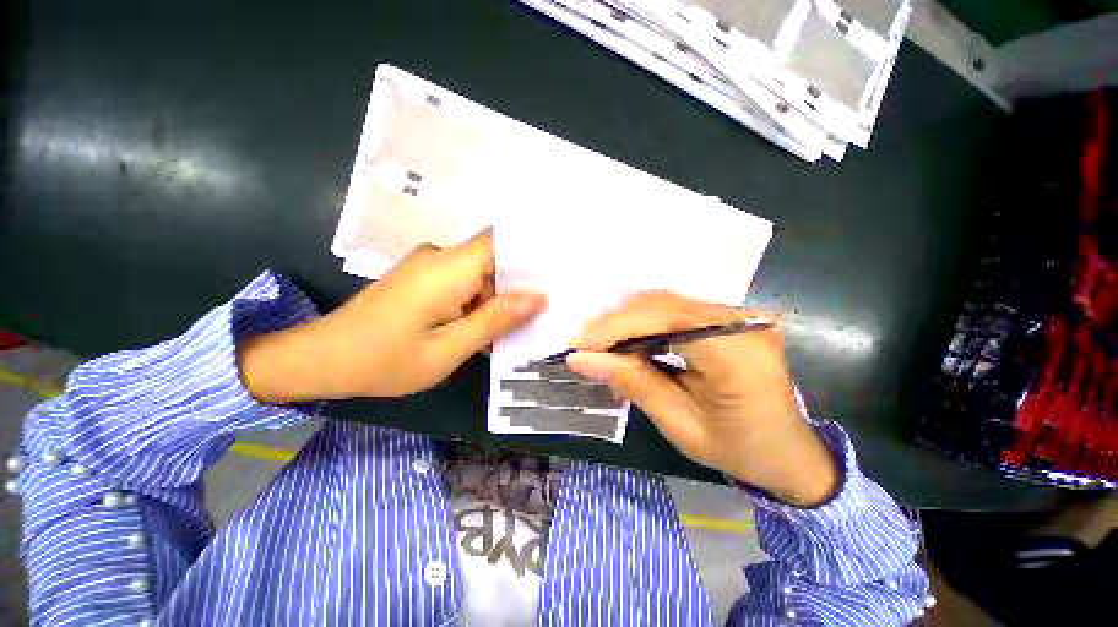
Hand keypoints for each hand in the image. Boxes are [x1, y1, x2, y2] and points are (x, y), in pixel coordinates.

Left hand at [240, 231, 545, 401]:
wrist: (321, 360)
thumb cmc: (384, 360)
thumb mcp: (449, 348)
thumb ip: (495, 320)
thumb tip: (538, 298)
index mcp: (448, 268)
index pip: (502, 242)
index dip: (532, 252)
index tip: (559, 270)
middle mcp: (440, 258)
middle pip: (494, 259)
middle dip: (521, 282)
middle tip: (550, 306)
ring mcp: (429, 267)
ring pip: (481, 273)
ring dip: (500, 297)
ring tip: (524, 322)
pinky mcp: (423, 279)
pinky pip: (464, 282)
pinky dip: (481, 302)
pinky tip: (489, 326)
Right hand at [567, 292, 838, 506]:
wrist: (789, 453)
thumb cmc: (739, 449)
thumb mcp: (680, 424)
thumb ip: (632, 383)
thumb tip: (581, 360)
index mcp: (735, 351)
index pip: (664, 319)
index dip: (616, 328)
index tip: (578, 345)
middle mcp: (739, 320)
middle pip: (662, 305)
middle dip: (616, 323)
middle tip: (584, 346)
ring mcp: (736, 314)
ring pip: (664, 303)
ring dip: (627, 322)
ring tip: (600, 346)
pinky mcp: (728, 317)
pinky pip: (674, 310)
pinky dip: (644, 324)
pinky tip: (627, 342)